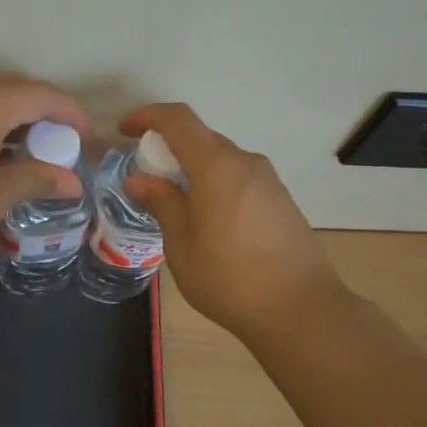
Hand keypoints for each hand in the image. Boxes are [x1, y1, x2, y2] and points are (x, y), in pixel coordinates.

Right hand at [120, 103, 348, 341]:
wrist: (301, 310)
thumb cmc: (229, 278)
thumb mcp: (182, 244)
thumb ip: (162, 203)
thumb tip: (138, 179)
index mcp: (217, 166)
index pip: (178, 120)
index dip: (148, 116)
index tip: (125, 130)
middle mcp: (245, 162)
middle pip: (201, 138)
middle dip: (168, 148)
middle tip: (146, 177)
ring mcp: (268, 180)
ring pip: (221, 160)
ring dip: (193, 169)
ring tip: (175, 204)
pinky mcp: (281, 200)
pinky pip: (239, 178)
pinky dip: (215, 184)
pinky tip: (208, 220)